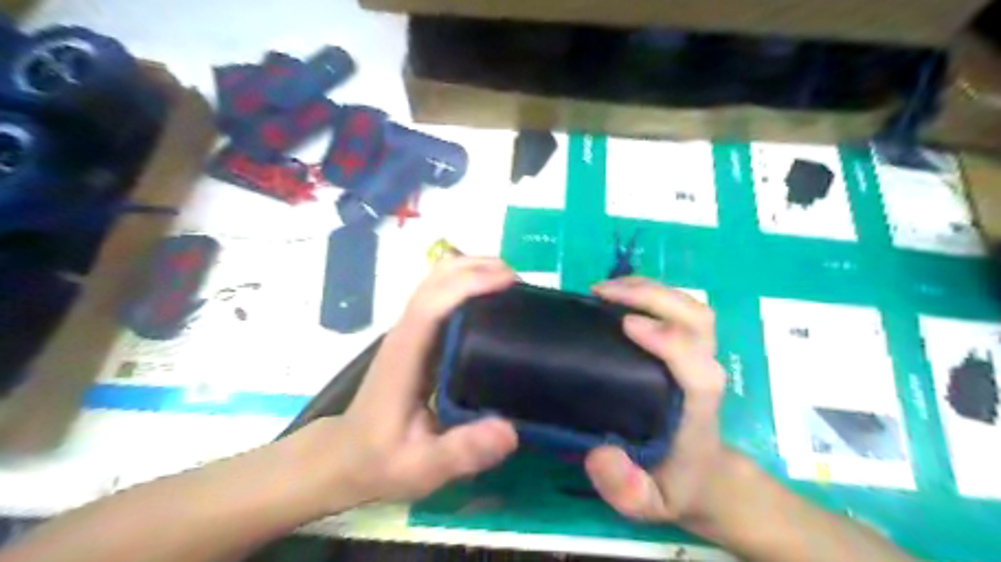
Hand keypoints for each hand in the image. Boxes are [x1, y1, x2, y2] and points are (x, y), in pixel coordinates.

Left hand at [312, 257, 520, 507]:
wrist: (344, 458)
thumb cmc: (379, 460)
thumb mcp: (421, 469)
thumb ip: (460, 452)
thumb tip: (509, 430)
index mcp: (405, 355)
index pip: (433, 302)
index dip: (470, 284)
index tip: (510, 282)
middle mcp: (405, 332)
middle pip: (435, 278)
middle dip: (478, 267)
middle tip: (521, 285)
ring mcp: (409, 331)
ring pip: (438, 280)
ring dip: (474, 271)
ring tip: (513, 288)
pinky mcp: (417, 336)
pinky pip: (443, 296)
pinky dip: (468, 285)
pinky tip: (492, 302)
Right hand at [584, 276, 732, 539]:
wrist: (703, 476)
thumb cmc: (673, 484)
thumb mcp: (646, 503)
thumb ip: (626, 488)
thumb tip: (600, 453)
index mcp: (698, 407)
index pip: (696, 365)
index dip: (667, 338)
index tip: (624, 324)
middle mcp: (704, 372)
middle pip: (697, 319)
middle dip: (653, 296)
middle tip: (601, 293)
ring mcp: (699, 355)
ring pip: (690, 307)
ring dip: (649, 290)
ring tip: (605, 290)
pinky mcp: (688, 348)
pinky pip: (677, 310)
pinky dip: (648, 294)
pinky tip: (616, 297)